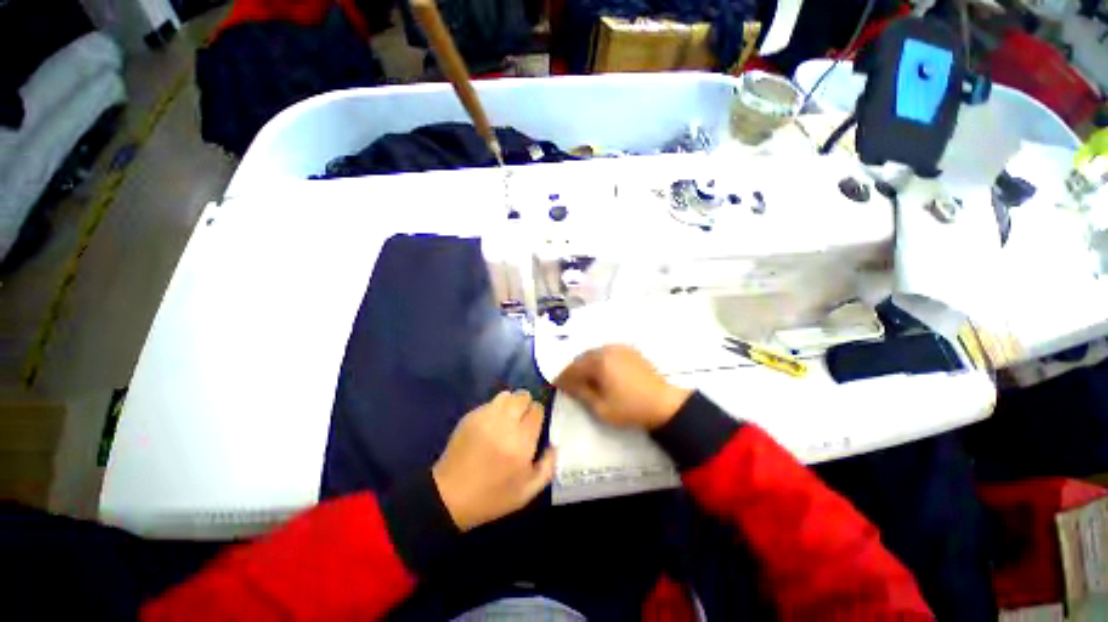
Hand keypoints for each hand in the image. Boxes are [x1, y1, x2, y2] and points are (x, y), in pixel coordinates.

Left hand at [432, 391, 555, 530]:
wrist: (449, 496)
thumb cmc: (492, 496)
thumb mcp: (527, 492)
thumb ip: (547, 467)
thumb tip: (554, 444)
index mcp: (521, 441)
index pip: (537, 410)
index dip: (538, 415)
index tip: (534, 425)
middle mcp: (504, 423)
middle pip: (522, 396)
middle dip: (526, 404)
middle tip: (522, 419)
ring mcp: (485, 417)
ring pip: (506, 395)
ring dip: (511, 403)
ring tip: (507, 418)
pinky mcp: (470, 416)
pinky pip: (489, 403)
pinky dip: (495, 408)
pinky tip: (491, 424)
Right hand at [555, 345, 690, 429]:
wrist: (664, 403)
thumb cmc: (630, 408)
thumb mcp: (601, 407)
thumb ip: (581, 393)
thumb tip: (565, 384)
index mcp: (599, 362)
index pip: (573, 367)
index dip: (563, 376)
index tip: (554, 384)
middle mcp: (607, 349)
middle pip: (583, 358)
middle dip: (574, 370)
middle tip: (569, 383)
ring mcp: (619, 348)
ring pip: (595, 354)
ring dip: (587, 365)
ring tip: (585, 379)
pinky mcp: (629, 350)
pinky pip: (607, 352)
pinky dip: (599, 361)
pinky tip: (601, 372)